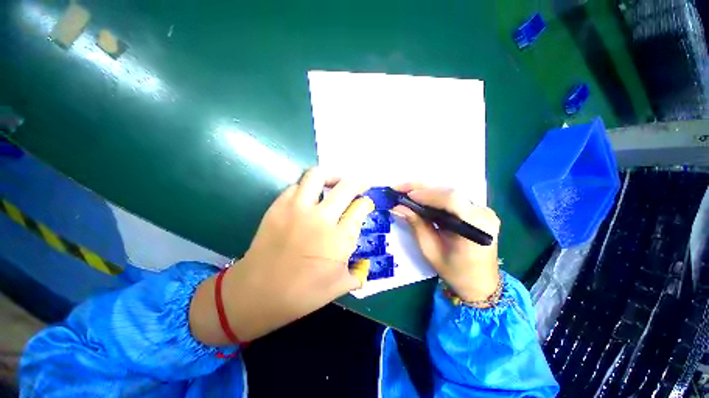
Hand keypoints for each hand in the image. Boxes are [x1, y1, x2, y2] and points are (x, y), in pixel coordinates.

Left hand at [190, 168, 372, 343]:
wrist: (257, 292)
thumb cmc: (302, 294)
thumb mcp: (338, 287)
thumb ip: (356, 274)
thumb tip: (363, 267)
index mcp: (339, 238)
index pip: (360, 208)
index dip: (366, 203)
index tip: (365, 204)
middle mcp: (321, 218)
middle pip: (345, 186)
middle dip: (357, 182)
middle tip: (359, 185)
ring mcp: (297, 209)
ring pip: (317, 175)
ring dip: (330, 176)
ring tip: (333, 183)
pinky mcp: (278, 207)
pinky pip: (296, 186)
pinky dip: (306, 188)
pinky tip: (308, 198)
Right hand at [394, 185, 499, 302]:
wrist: (480, 283)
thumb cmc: (455, 272)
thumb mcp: (431, 250)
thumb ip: (416, 225)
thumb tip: (398, 207)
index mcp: (476, 227)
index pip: (452, 200)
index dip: (427, 194)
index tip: (406, 196)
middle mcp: (483, 213)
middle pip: (449, 192)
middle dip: (421, 188)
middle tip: (399, 188)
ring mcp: (483, 210)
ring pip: (449, 192)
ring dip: (425, 191)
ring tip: (405, 191)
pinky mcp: (477, 210)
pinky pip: (452, 198)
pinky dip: (433, 196)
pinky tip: (419, 198)